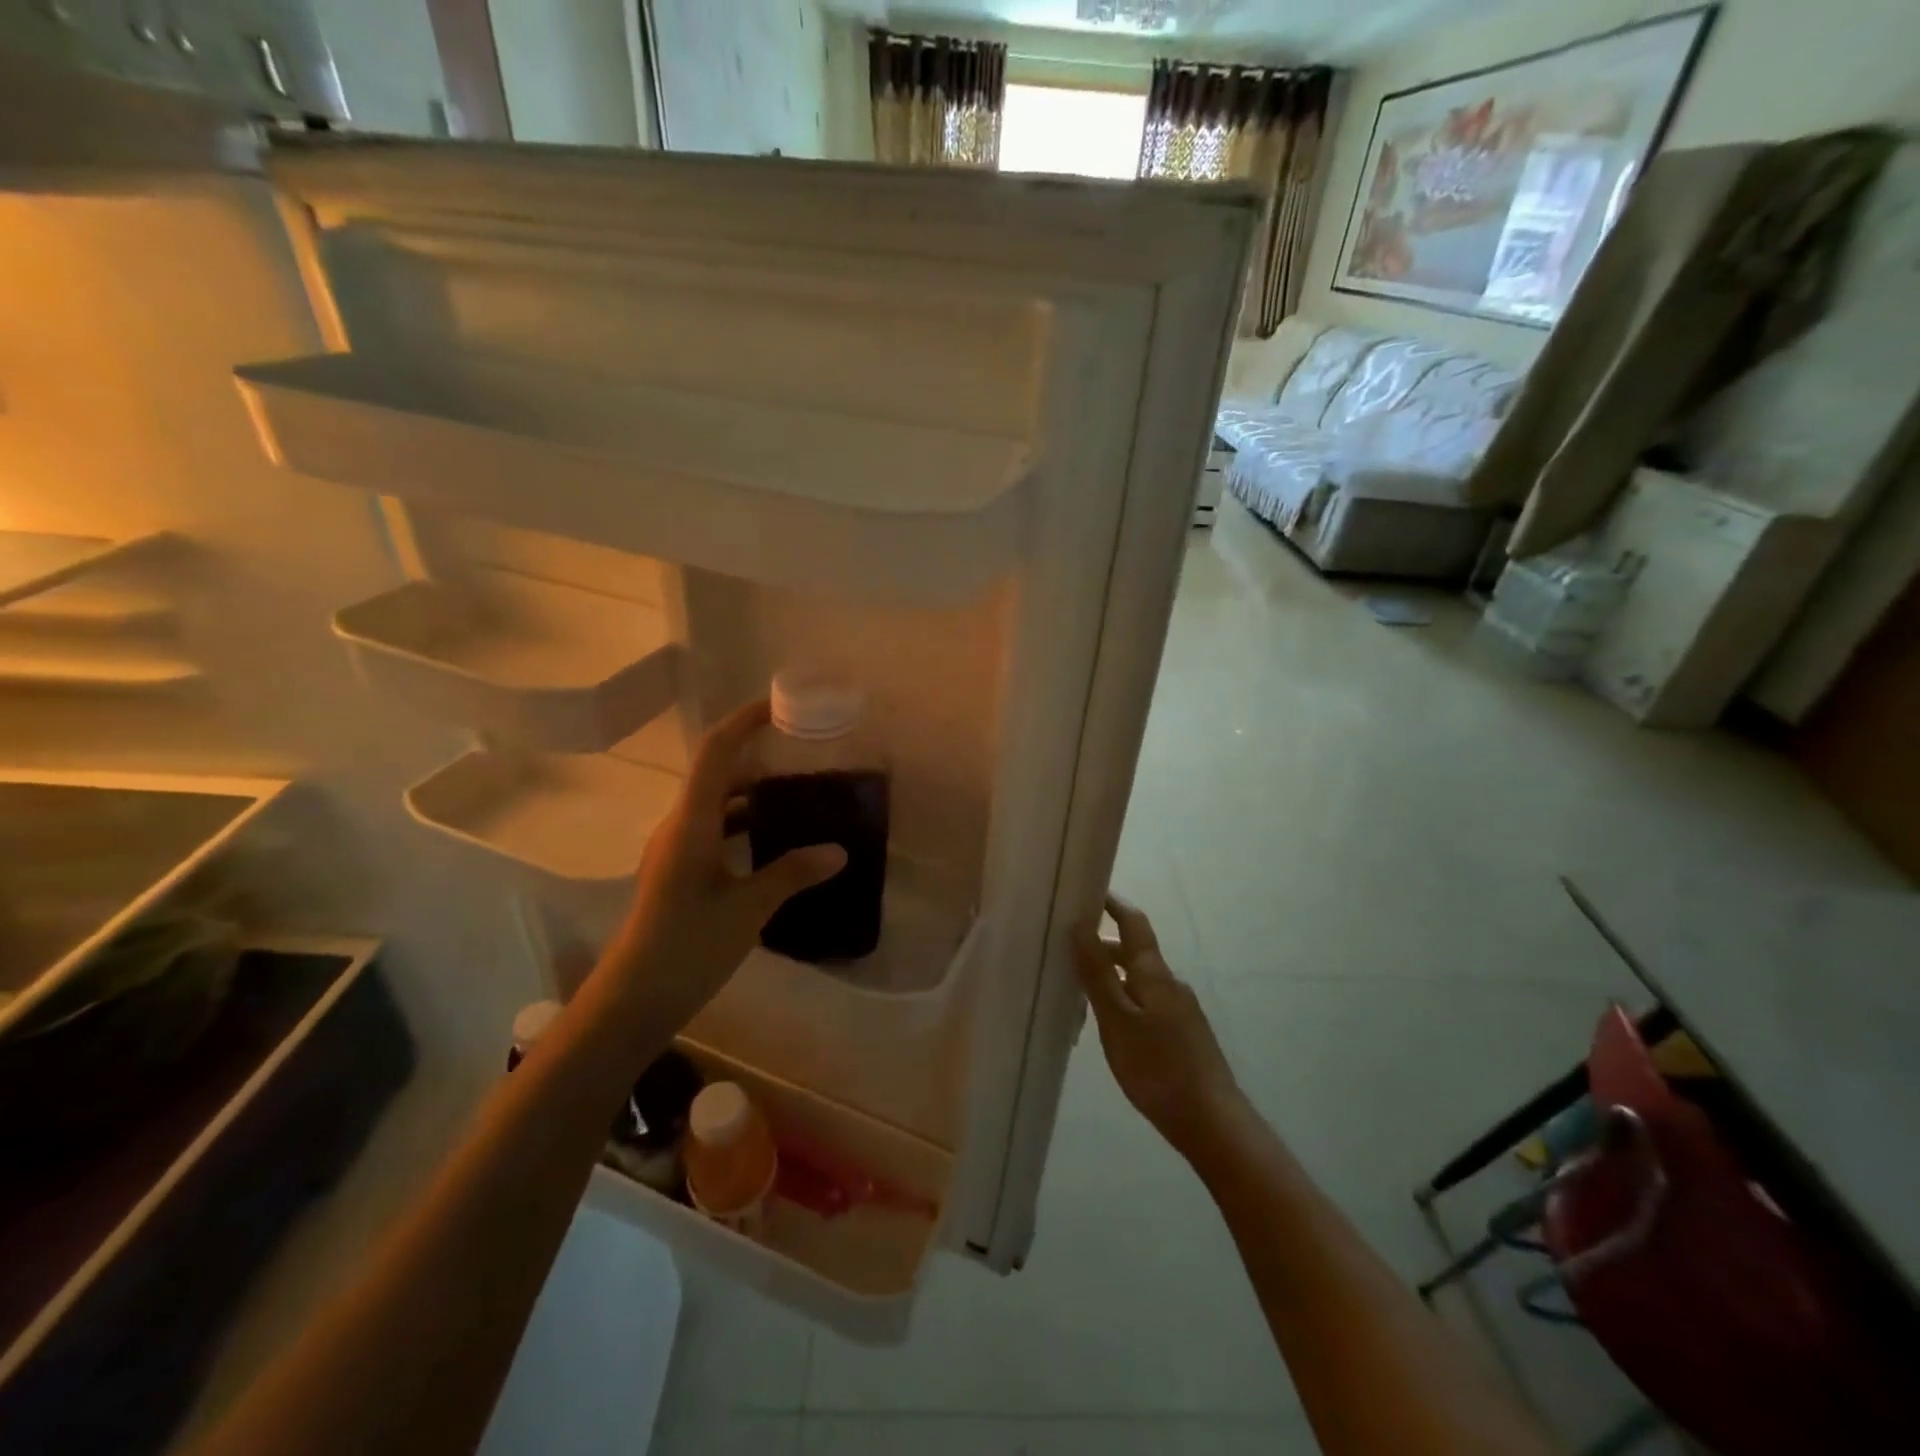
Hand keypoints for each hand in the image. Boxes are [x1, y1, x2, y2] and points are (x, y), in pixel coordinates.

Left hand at [595, 700, 845, 1030]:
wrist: (633, 999)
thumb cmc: (687, 946)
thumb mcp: (748, 909)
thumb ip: (792, 873)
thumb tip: (839, 851)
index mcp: (692, 822)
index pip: (716, 752)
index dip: (744, 722)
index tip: (780, 707)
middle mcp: (679, 826)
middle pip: (717, 773)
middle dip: (757, 755)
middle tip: (802, 754)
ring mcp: (676, 850)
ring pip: (716, 804)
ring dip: (753, 793)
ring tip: (798, 794)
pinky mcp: (679, 873)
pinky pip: (715, 830)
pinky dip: (744, 823)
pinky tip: (775, 842)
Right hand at [1073, 894, 1244, 1156]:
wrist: (1212, 1122)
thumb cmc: (1158, 1068)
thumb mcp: (1117, 1020)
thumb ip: (1097, 973)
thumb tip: (1080, 924)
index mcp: (1154, 974)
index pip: (1134, 923)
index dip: (1113, 904)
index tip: (1089, 891)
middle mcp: (1170, 984)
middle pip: (1135, 952)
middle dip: (1104, 945)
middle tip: (1068, 950)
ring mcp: (1180, 1010)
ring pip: (1140, 980)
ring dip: (1113, 976)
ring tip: (1081, 991)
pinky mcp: (1183, 1035)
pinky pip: (1147, 1003)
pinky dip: (1125, 1000)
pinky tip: (1111, 1026)